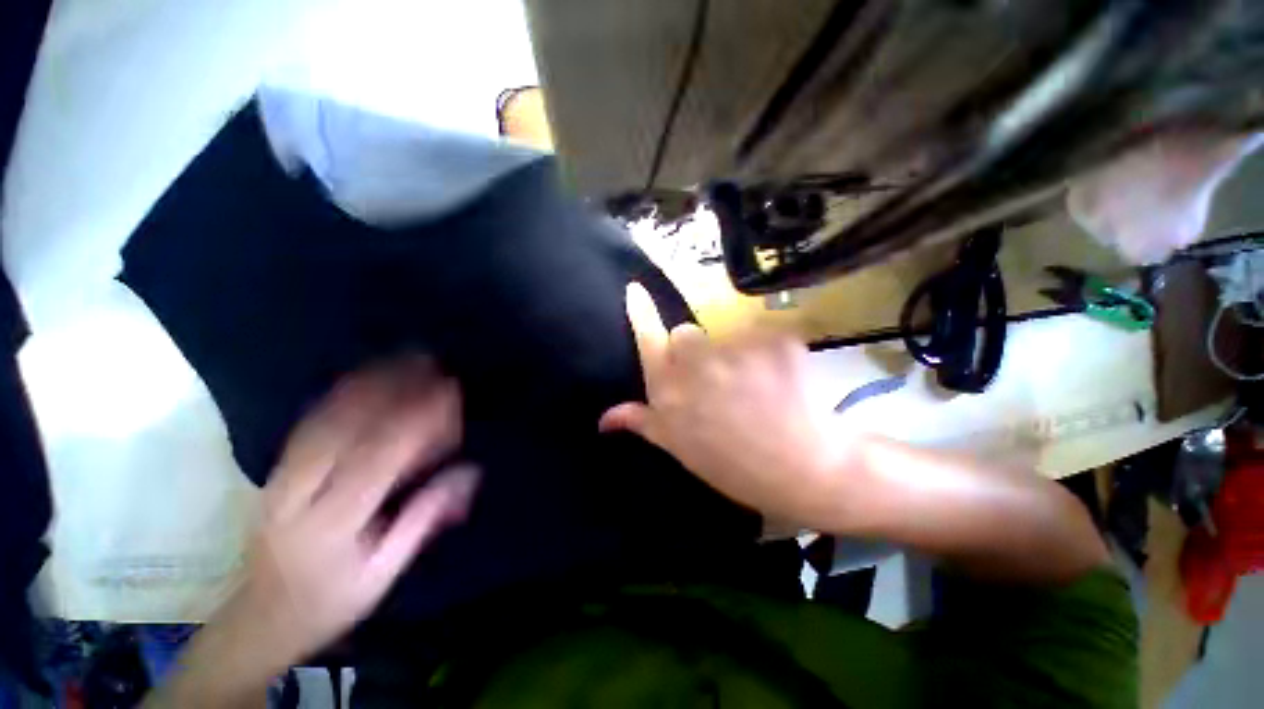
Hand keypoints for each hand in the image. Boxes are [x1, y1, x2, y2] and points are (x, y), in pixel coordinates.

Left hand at [224, 357, 478, 671]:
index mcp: (331, 523)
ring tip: (402, 358)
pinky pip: (308, 424)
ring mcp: (280, 479)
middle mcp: (300, 493)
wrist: (260, 619)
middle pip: (347, 427)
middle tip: (429, 362)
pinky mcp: (275, 473)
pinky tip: (361, 378)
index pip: (380, 456)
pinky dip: (338, 395)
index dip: (418, 418)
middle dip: (392, 388)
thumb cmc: (330, 602)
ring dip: (366, 383)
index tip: (449, 391)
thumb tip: (468, 471)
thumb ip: (424, 517)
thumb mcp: (384, 572)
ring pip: (325, 419)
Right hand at [599, 283, 849, 529]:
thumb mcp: (680, 448)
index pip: (650, 341)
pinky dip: (770, 351)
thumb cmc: (733, 465)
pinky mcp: (775, 341)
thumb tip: (604, 418)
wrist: (803, 471)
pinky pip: (763, 334)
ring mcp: (738, 350)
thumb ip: (643, 423)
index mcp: (671, 393)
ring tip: (753, 385)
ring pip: (725, 332)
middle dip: (695, 349)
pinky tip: (780, 380)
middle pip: (687, 334)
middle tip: (716, 378)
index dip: (641, 314)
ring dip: (734, 351)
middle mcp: (697, 365)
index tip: (635, 290)